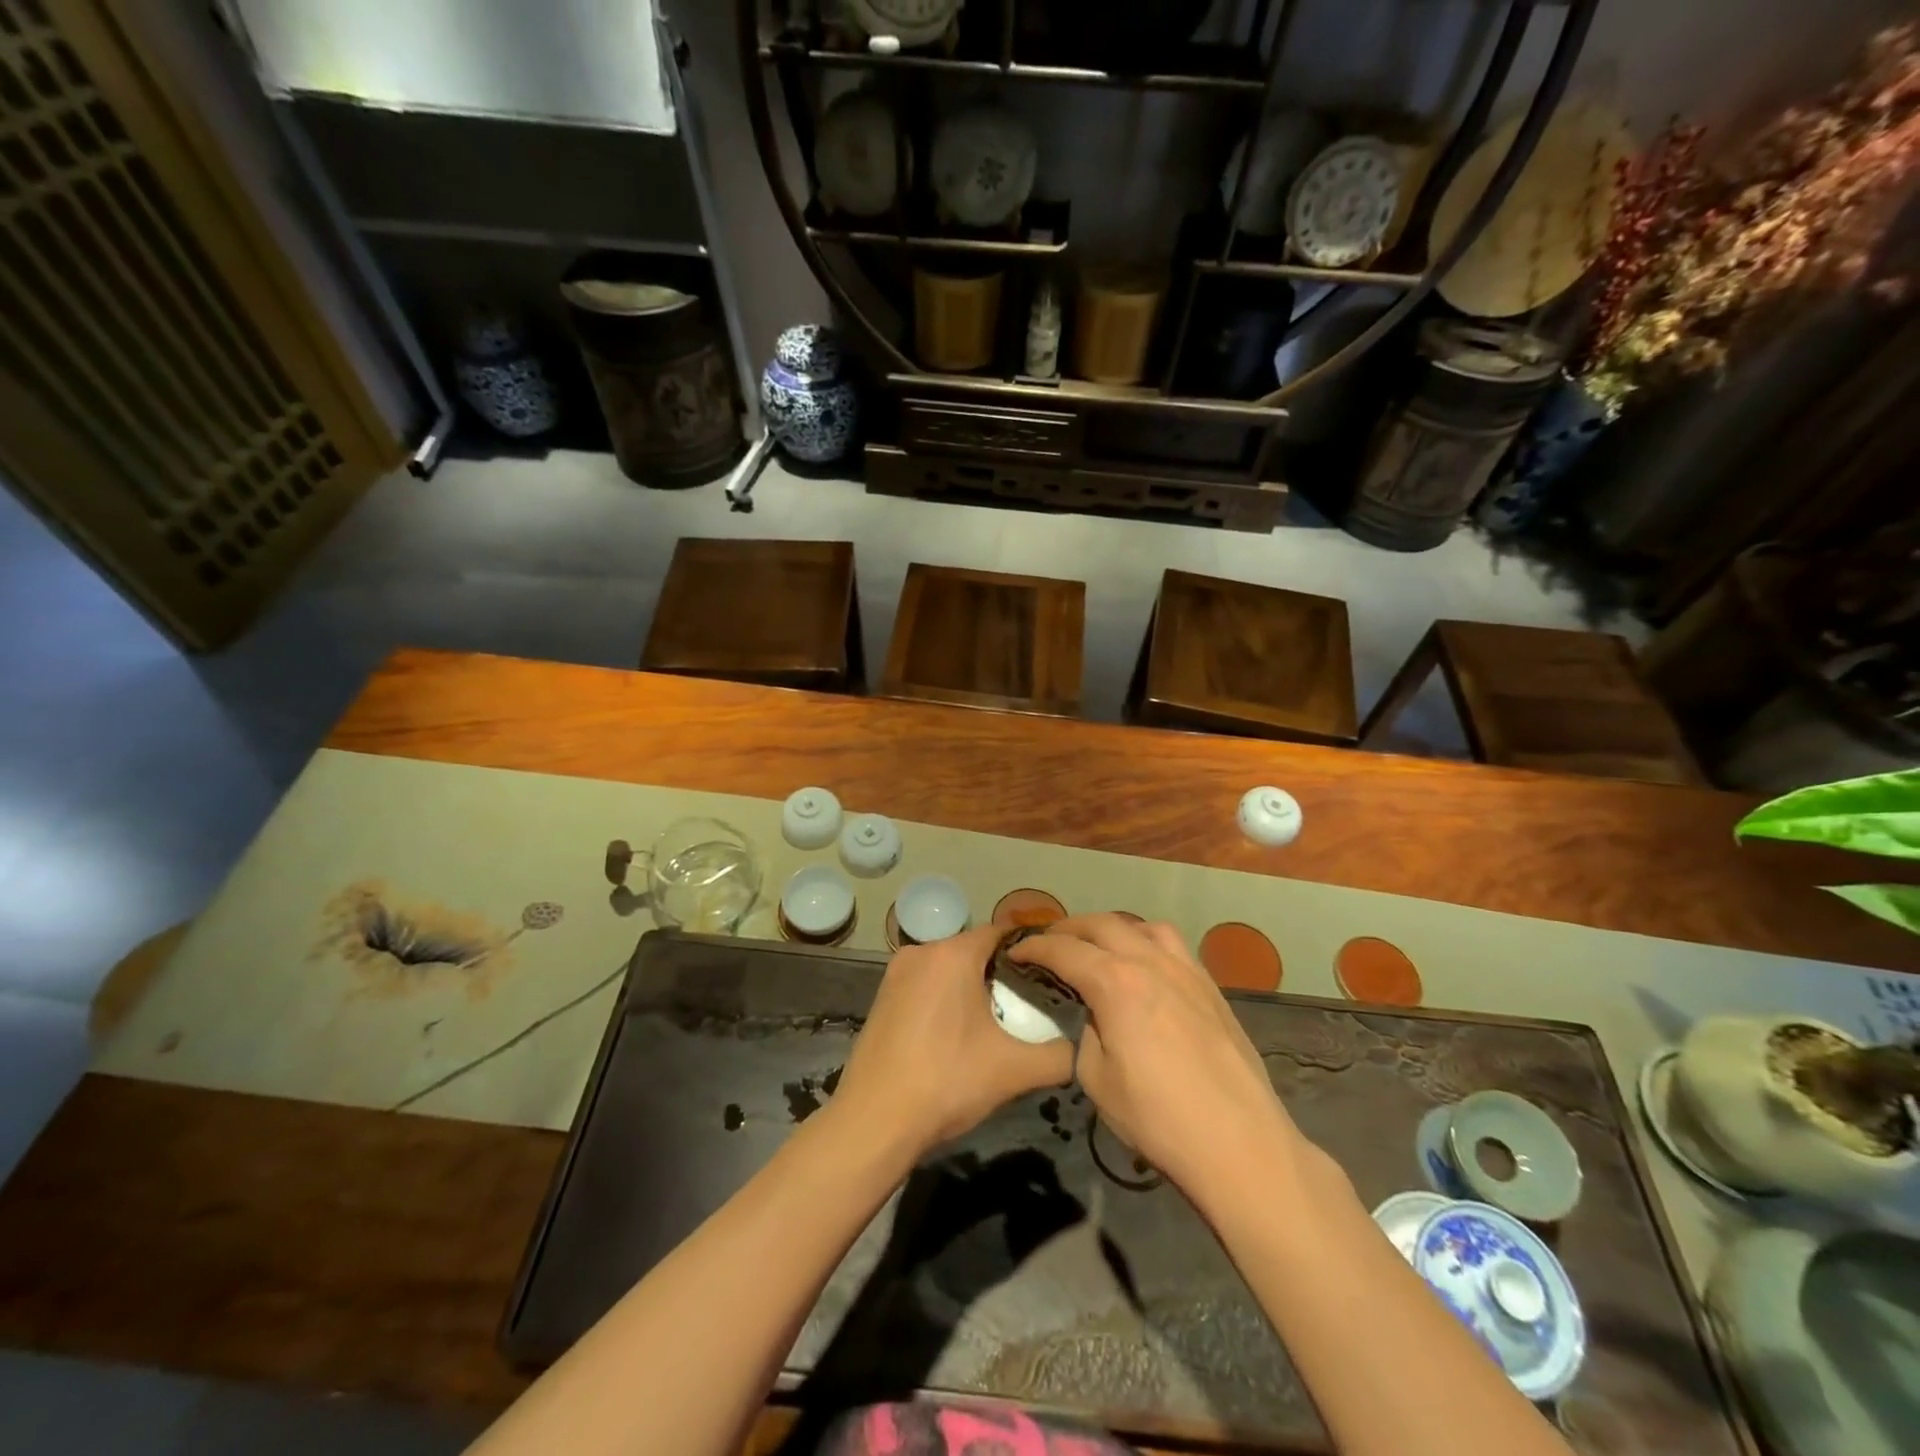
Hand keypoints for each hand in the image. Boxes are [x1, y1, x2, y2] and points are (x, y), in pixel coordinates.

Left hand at [833, 924, 1073, 1157]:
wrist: (874, 1122)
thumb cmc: (947, 1082)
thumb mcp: (1014, 1070)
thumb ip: (1060, 1055)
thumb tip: (1082, 1048)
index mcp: (953, 953)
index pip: (1002, 932)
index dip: (1031, 950)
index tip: (1053, 973)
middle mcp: (922, 951)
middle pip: (975, 950)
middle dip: (1003, 972)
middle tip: (1029, 1006)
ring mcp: (896, 972)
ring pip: (949, 968)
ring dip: (972, 987)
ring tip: (996, 1023)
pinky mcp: (882, 996)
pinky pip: (926, 984)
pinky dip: (945, 998)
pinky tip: (957, 1034)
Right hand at [1009, 914, 1304, 1205]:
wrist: (1238, 1142)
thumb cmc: (1158, 1118)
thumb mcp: (1097, 1080)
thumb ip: (1086, 1034)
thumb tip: (1093, 1017)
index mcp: (1115, 983)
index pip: (1063, 950)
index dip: (1034, 947)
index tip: (1015, 952)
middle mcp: (1149, 962)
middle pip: (1102, 925)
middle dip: (1068, 929)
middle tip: (1049, 943)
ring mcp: (1185, 970)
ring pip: (1142, 926)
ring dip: (1111, 928)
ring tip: (1098, 946)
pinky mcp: (1210, 986)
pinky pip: (1173, 945)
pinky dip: (1146, 941)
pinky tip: (1144, 965)